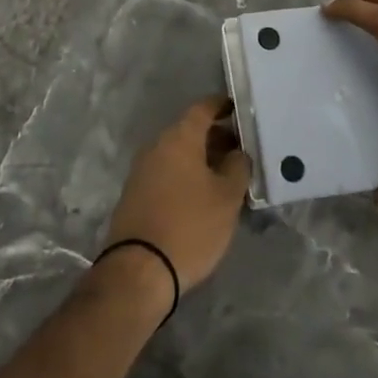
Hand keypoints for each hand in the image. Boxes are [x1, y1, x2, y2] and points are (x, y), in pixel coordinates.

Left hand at [103, 96, 251, 291]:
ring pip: (178, 153)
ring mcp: (142, 170)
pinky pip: (167, 173)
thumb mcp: (227, 197)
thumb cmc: (190, 226)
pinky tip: (203, 195)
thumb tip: (238, 152)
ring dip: (202, 159)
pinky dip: (186, 175)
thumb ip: (237, 167)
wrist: (139, 271)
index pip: (203, 108)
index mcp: (179, 138)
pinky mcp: (135, 194)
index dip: (223, 106)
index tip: (240, 110)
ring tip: (227, 176)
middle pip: (190, 131)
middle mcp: (157, 146)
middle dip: (216, 137)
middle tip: (242, 150)